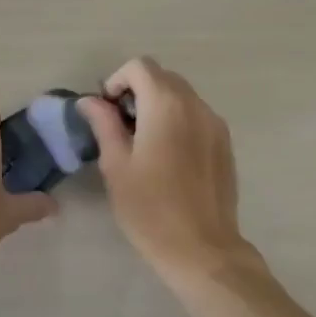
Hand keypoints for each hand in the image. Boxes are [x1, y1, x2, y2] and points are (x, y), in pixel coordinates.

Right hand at [78, 58, 254, 283]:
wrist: (202, 249)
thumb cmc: (150, 209)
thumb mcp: (116, 166)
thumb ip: (104, 125)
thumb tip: (91, 101)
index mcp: (166, 105)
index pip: (140, 67)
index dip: (117, 81)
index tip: (107, 112)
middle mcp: (195, 105)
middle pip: (163, 77)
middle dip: (137, 91)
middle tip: (120, 127)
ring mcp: (215, 124)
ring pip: (182, 96)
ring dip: (158, 106)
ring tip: (143, 143)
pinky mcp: (225, 144)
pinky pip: (197, 116)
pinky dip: (178, 121)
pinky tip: (168, 157)